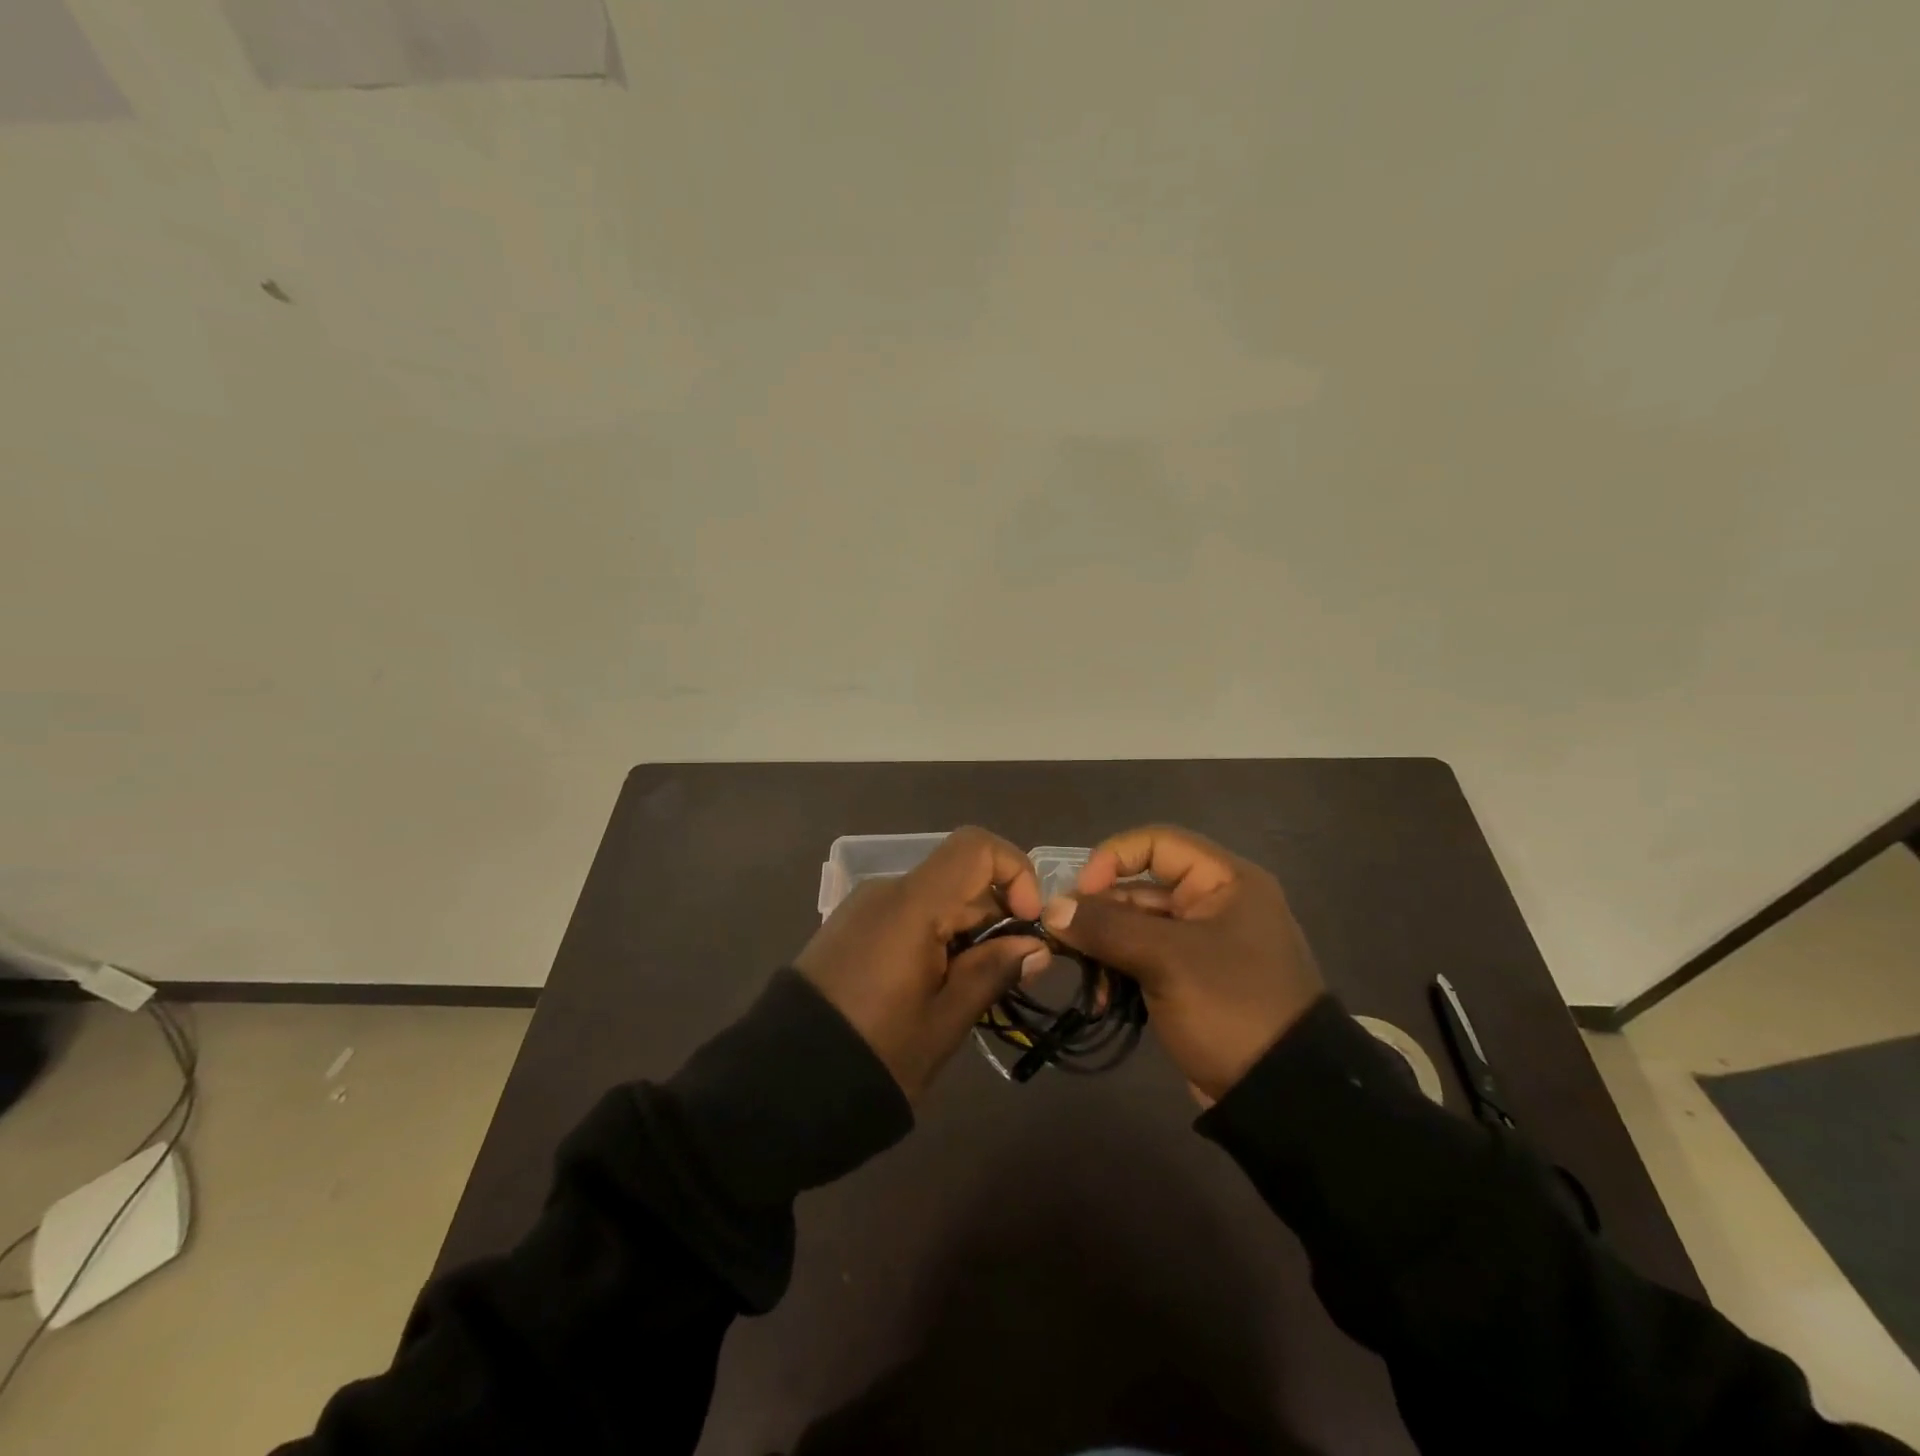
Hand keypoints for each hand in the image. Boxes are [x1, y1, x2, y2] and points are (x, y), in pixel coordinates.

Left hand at [794, 827, 1050, 1101]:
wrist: (781, 1086)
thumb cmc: (875, 1054)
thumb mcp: (944, 1021)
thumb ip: (993, 972)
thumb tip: (1035, 946)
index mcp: (911, 904)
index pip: (975, 847)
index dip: (1014, 872)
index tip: (1028, 923)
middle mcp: (886, 891)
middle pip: (958, 876)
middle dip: (997, 914)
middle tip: (1009, 974)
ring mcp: (863, 909)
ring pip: (935, 898)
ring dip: (967, 930)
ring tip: (969, 990)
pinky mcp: (849, 929)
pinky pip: (907, 915)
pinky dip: (936, 936)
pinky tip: (935, 986)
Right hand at [1040, 825, 1324, 1103]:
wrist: (1284, 1095)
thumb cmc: (1231, 1006)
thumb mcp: (1167, 960)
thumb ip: (1106, 927)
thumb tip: (1050, 909)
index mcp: (1224, 881)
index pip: (1156, 843)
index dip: (1112, 859)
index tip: (1080, 894)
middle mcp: (1214, 903)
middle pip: (1141, 887)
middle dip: (1100, 913)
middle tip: (1064, 942)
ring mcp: (1202, 945)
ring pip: (1136, 926)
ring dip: (1104, 947)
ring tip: (1085, 978)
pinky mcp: (1191, 980)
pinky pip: (1144, 959)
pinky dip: (1119, 972)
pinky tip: (1100, 998)